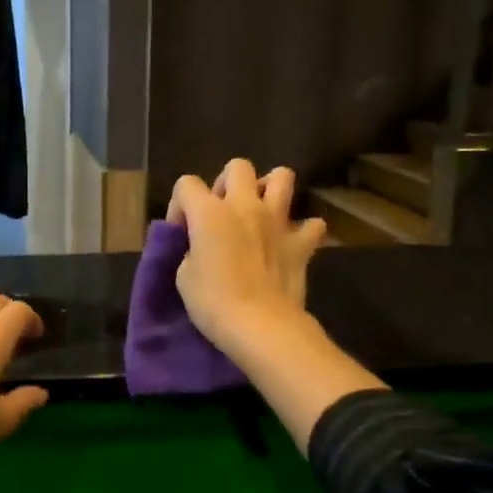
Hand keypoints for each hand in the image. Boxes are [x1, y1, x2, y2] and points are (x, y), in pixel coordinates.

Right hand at [166, 160, 328, 360]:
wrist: (260, 325)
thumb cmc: (212, 302)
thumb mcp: (184, 276)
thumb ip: (192, 250)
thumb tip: (201, 247)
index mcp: (209, 212)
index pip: (186, 184)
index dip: (180, 205)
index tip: (182, 232)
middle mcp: (245, 206)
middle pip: (238, 167)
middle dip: (226, 183)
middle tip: (221, 211)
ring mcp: (278, 221)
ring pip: (282, 177)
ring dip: (270, 188)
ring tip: (260, 209)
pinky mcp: (301, 243)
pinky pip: (312, 225)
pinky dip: (303, 230)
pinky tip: (291, 242)